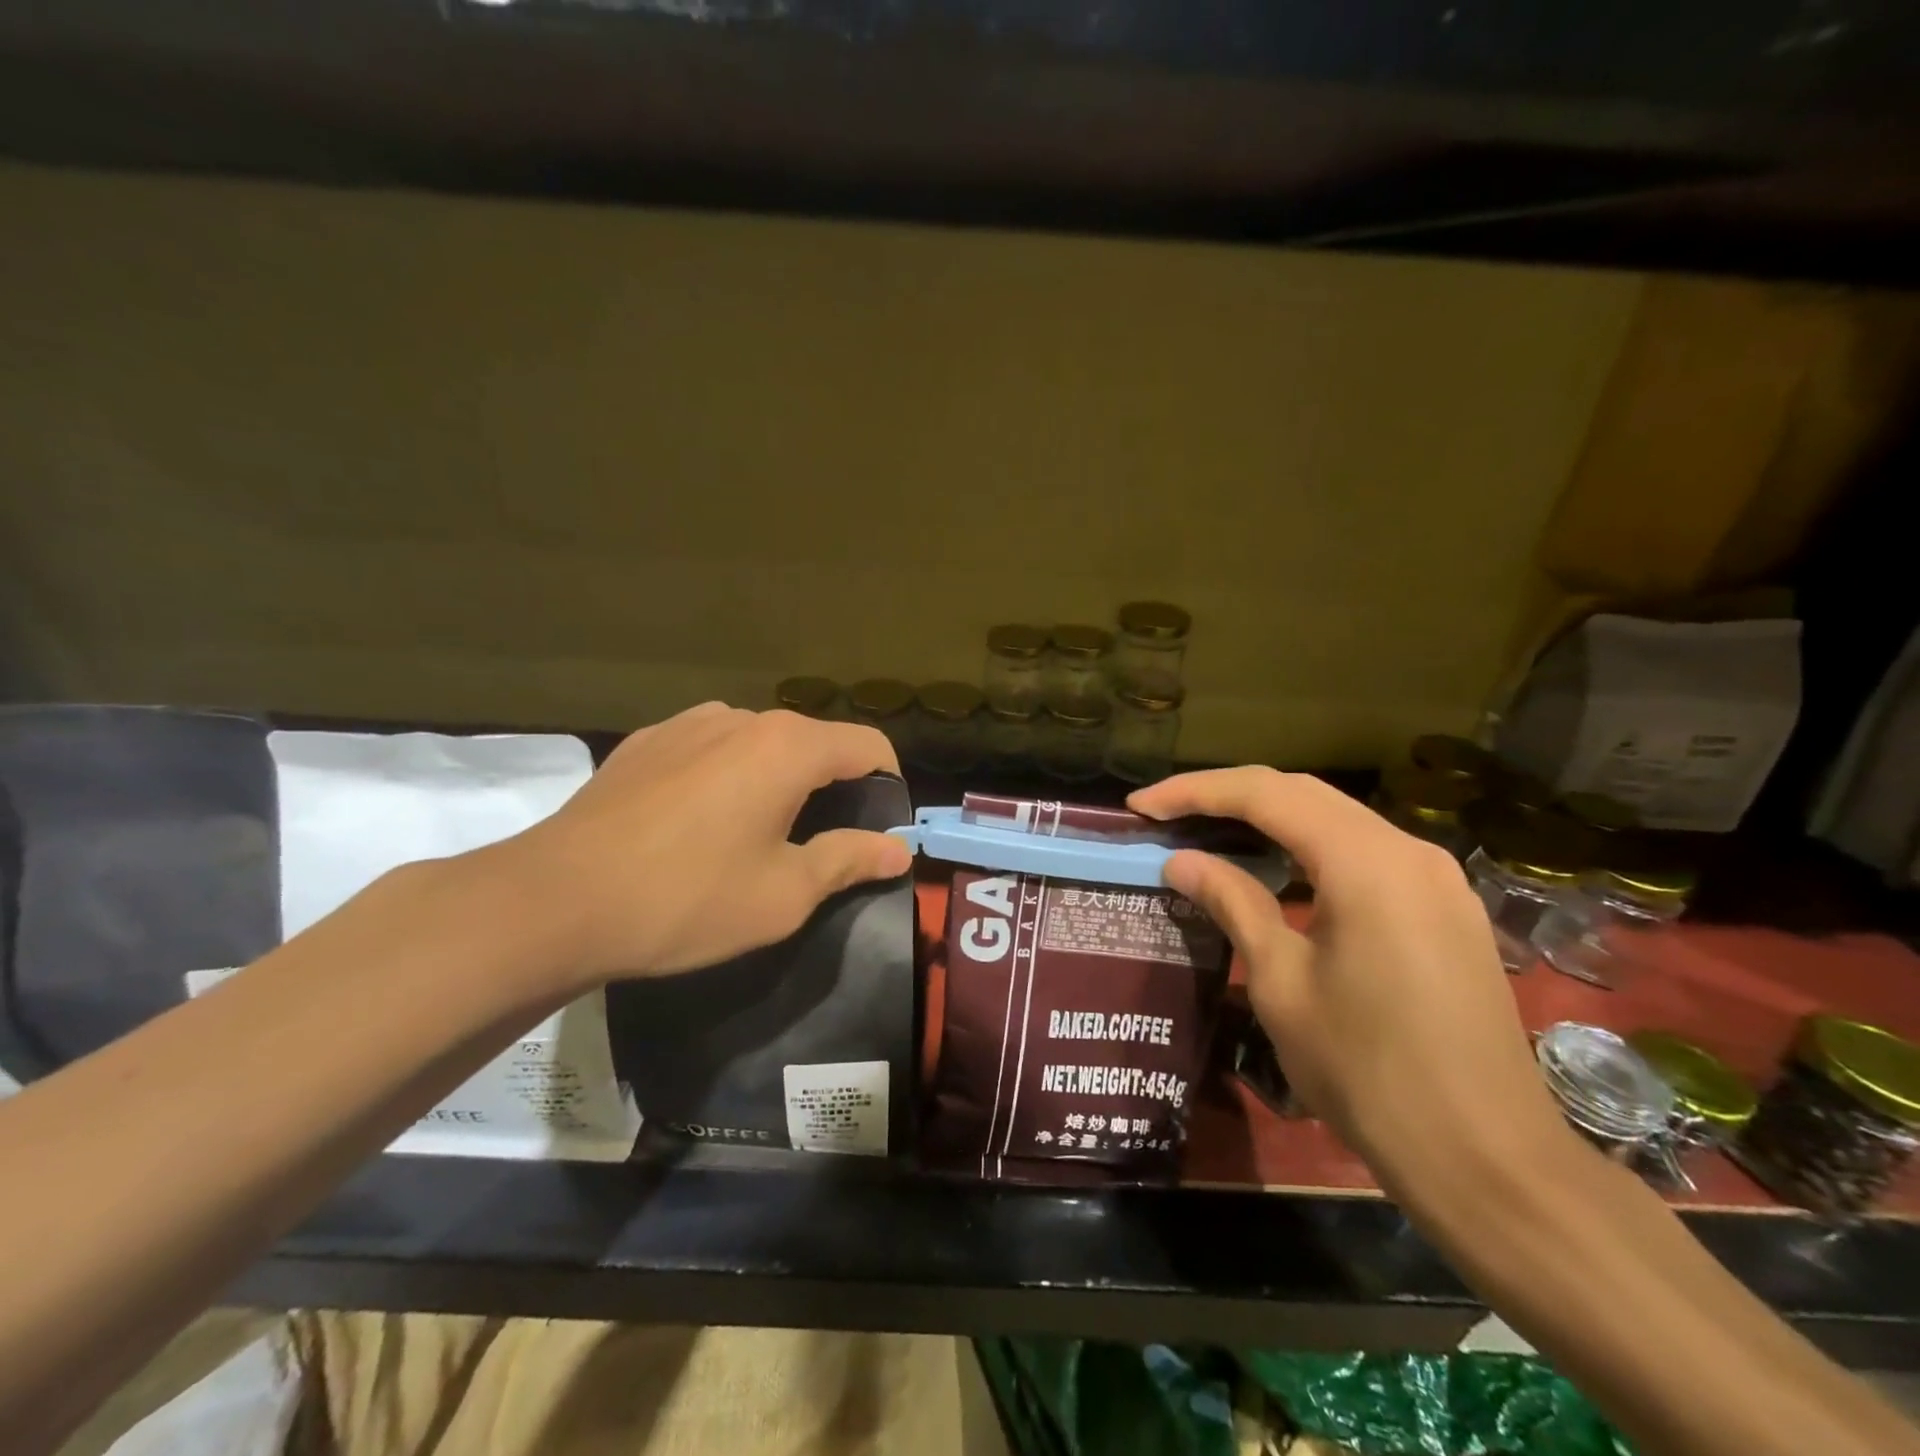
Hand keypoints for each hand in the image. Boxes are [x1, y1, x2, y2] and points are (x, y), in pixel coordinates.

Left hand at [491, 704, 909, 987]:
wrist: (554, 901)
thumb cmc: (686, 899)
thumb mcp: (783, 894)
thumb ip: (849, 859)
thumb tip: (898, 849)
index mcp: (788, 747)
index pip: (868, 746)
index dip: (888, 785)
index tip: (879, 830)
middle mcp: (743, 718)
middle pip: (814, 742)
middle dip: (832, 786)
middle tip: (818, 845)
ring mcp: (688, 723)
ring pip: (761, 743)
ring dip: (777, 779)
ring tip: (754, 834)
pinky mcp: (646, 740)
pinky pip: (711, 748)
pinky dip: (727, 776)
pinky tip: (697, 824)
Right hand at [1129, 767, 1568, 1190]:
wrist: (1486, 1159)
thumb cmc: (1367, 1071)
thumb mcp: (1281, 983)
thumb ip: (1232, 903)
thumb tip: (1181, 861)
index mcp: (1365, 861)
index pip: (1265, 795)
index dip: (1195, 792)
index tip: (1141, 805)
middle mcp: (1407, 850)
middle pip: (1303, 794)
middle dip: (1228, 796)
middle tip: (1166, 814)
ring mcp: (1436, 878)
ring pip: (1336, 820)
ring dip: (1269, 819)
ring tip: (1209, 833)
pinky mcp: (1446, 908)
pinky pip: (1364, 853)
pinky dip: (1309, 848)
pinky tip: (1275, 871)